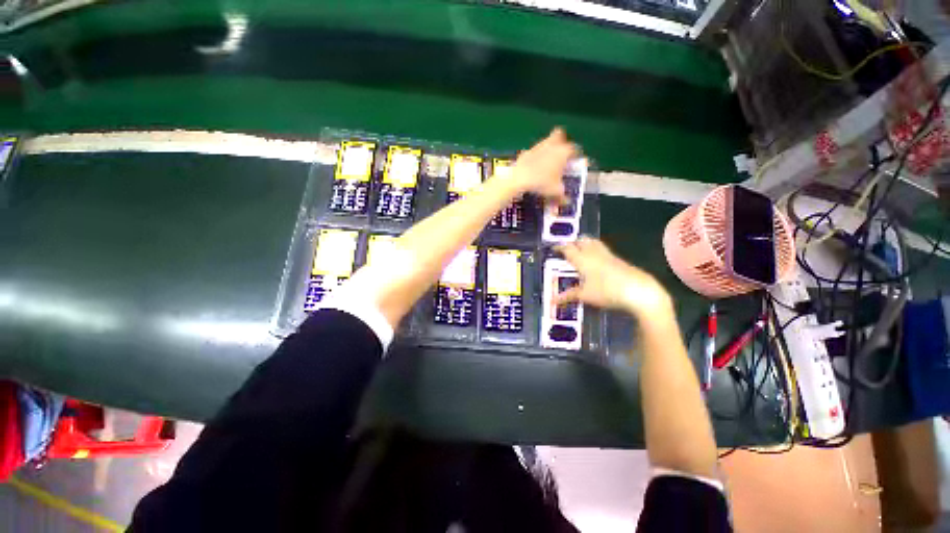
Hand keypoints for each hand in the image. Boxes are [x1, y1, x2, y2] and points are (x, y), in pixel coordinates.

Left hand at [503, 128, 577, 204]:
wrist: (519, 179)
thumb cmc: (542, 183)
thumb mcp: (555, 191)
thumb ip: (563, 195)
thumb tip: (566, 200)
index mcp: (564, 152)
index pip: (575, 149)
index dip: (576, 156)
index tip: (574, 163)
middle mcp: (552, 145)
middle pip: (559, 136)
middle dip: (561, 143)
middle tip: (561, 156)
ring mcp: (538, 147)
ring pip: (546, 143)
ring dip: (547, 150)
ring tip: (547, 164)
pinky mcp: (526, 152)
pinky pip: (534, 152)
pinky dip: (535, 158)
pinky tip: (533, 168)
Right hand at [554, 237, 672, 318]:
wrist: (639, 291)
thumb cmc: (607, 292)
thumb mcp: (585, 296)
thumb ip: (568, 296)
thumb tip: (553, 300)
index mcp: (582, 259)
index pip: (568, 249)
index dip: (559, 247)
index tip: (554, 248)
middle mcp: (594, 253)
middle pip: (581, 241)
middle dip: (573, 242)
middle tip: (567, 248)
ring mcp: (608, 255)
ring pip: (593, 242)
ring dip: (584, 243)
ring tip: (580, 250)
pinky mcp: (618, 259)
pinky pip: (602, 249)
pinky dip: (595, 250)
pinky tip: (596, 260)